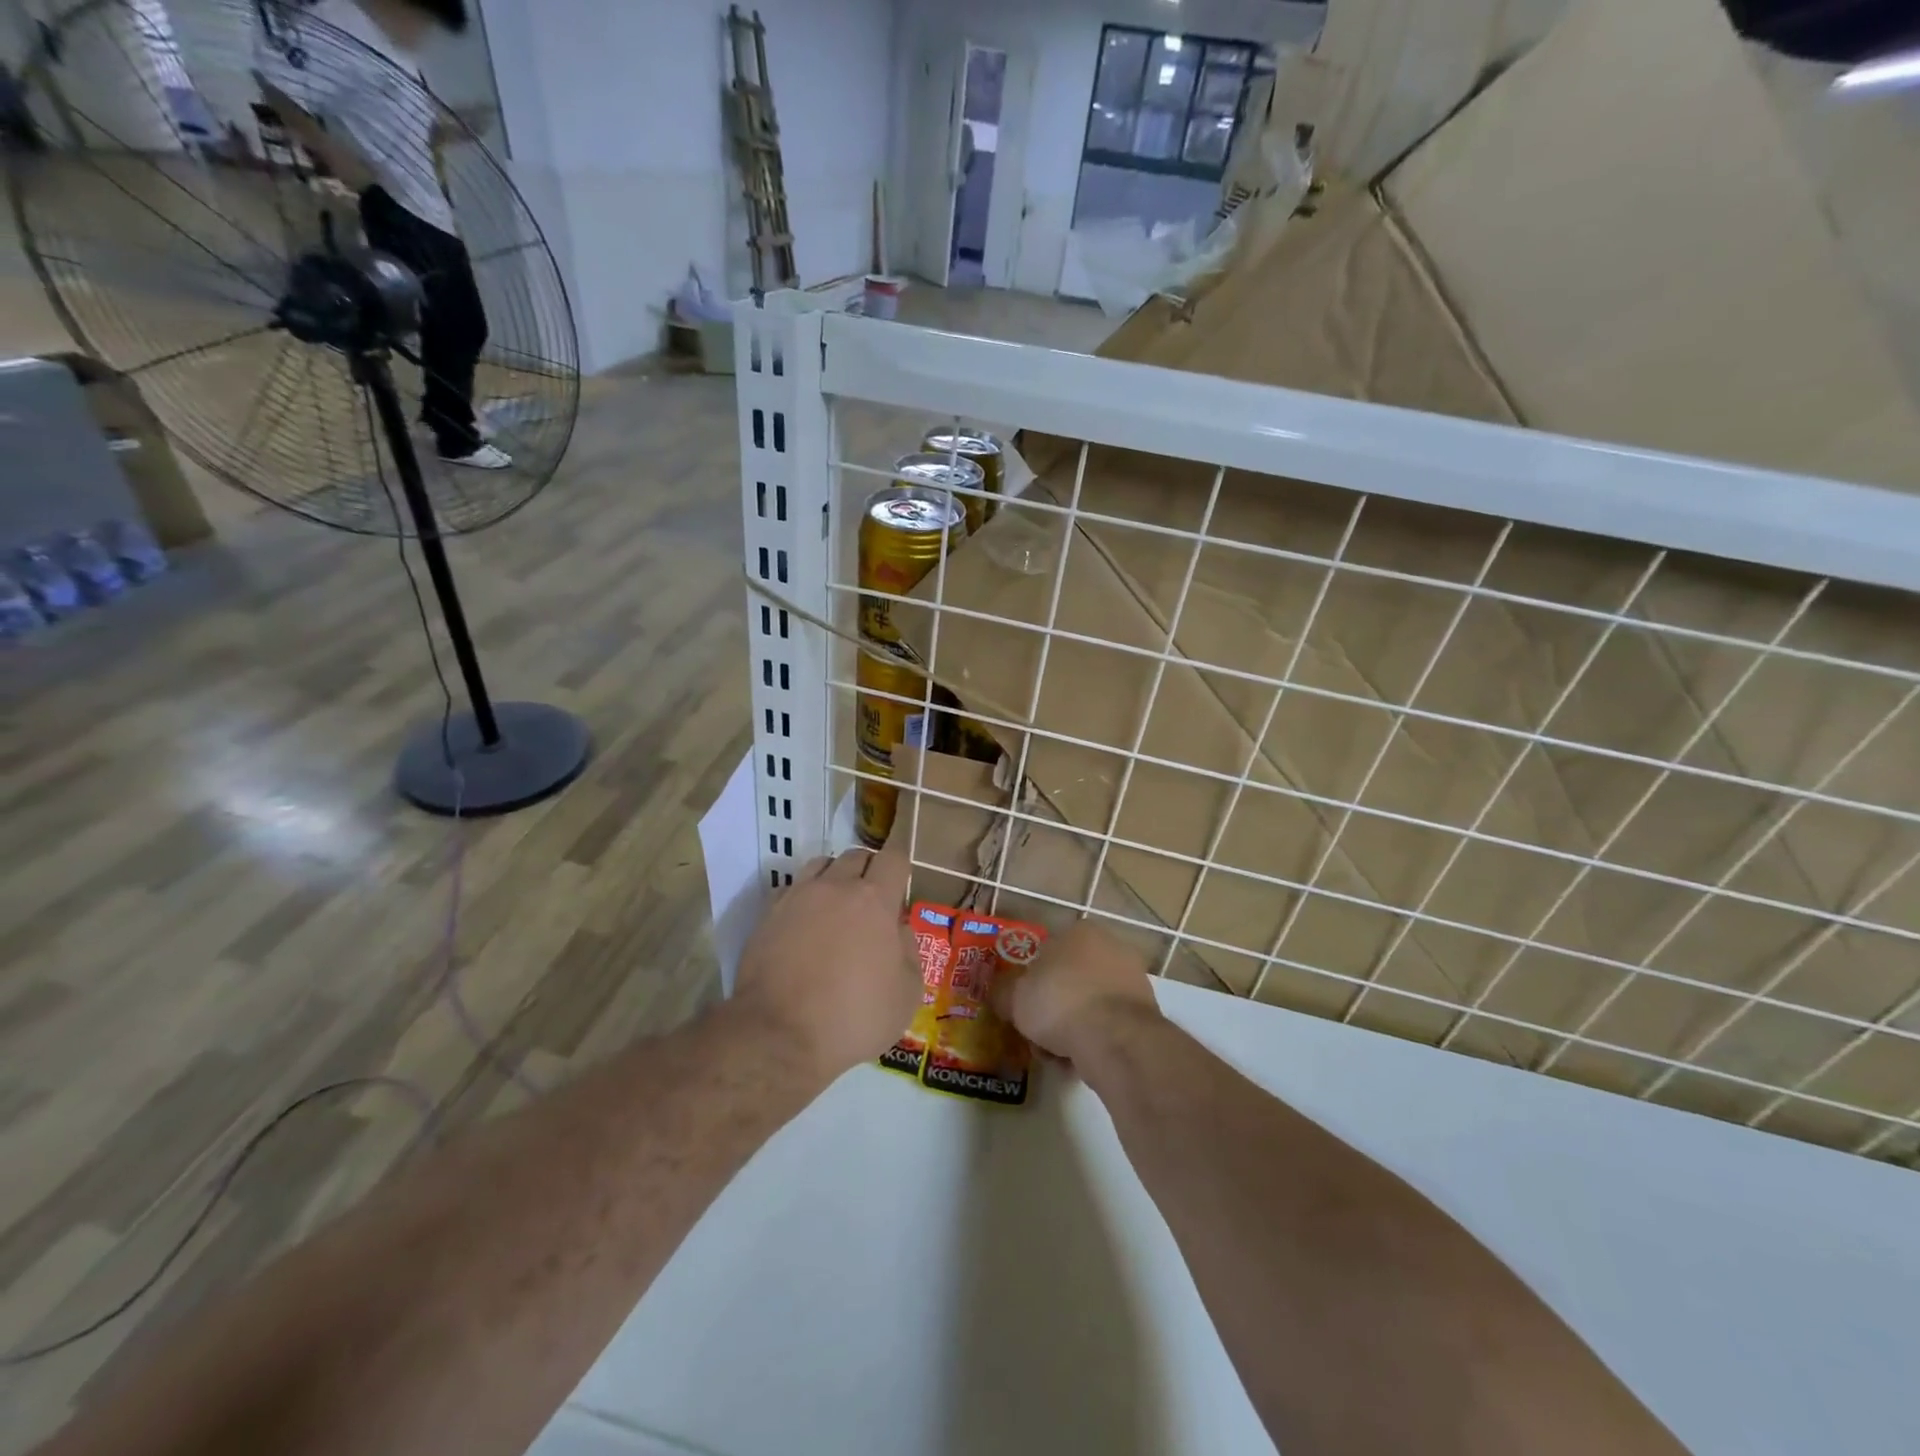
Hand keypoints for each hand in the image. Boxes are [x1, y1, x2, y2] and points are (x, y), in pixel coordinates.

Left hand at [733, 845, 918, 1079]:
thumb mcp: (906, 995)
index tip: (900, 885)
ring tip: (836, 906)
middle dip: (869, 871)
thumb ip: (909, 952)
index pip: (893, 858)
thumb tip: (899, 929)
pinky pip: (791, 889)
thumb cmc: (854, 1017)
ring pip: (820, 865)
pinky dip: (803, 898)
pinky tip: (804, 924)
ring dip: (834, 877)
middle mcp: (835, 887)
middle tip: (872, 902)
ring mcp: (797, 898)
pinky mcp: (768, 915)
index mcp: (875, 900)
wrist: (780, 1036)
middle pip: (856, 856)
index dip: (900, 866)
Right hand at [993, 919, 1164, 1066]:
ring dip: (1070, 1028)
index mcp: (1081, 932)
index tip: (1022, 1004)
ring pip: (1087, 1006)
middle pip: (1069, 980)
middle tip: (1035, 1032)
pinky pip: (1107, 1026)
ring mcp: (1133, 981)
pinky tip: (1077, 1061)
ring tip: (1053, 1054)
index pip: (1048, 951)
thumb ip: (1003, 992)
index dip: (1031, 980)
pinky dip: (1092, 1041)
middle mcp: (1112, 948)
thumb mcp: (1014, 996)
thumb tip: (1000, 995)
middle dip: (1051, 1008)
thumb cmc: (1060, 1002)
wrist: (1115, 1038)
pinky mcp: (1145, 1014)